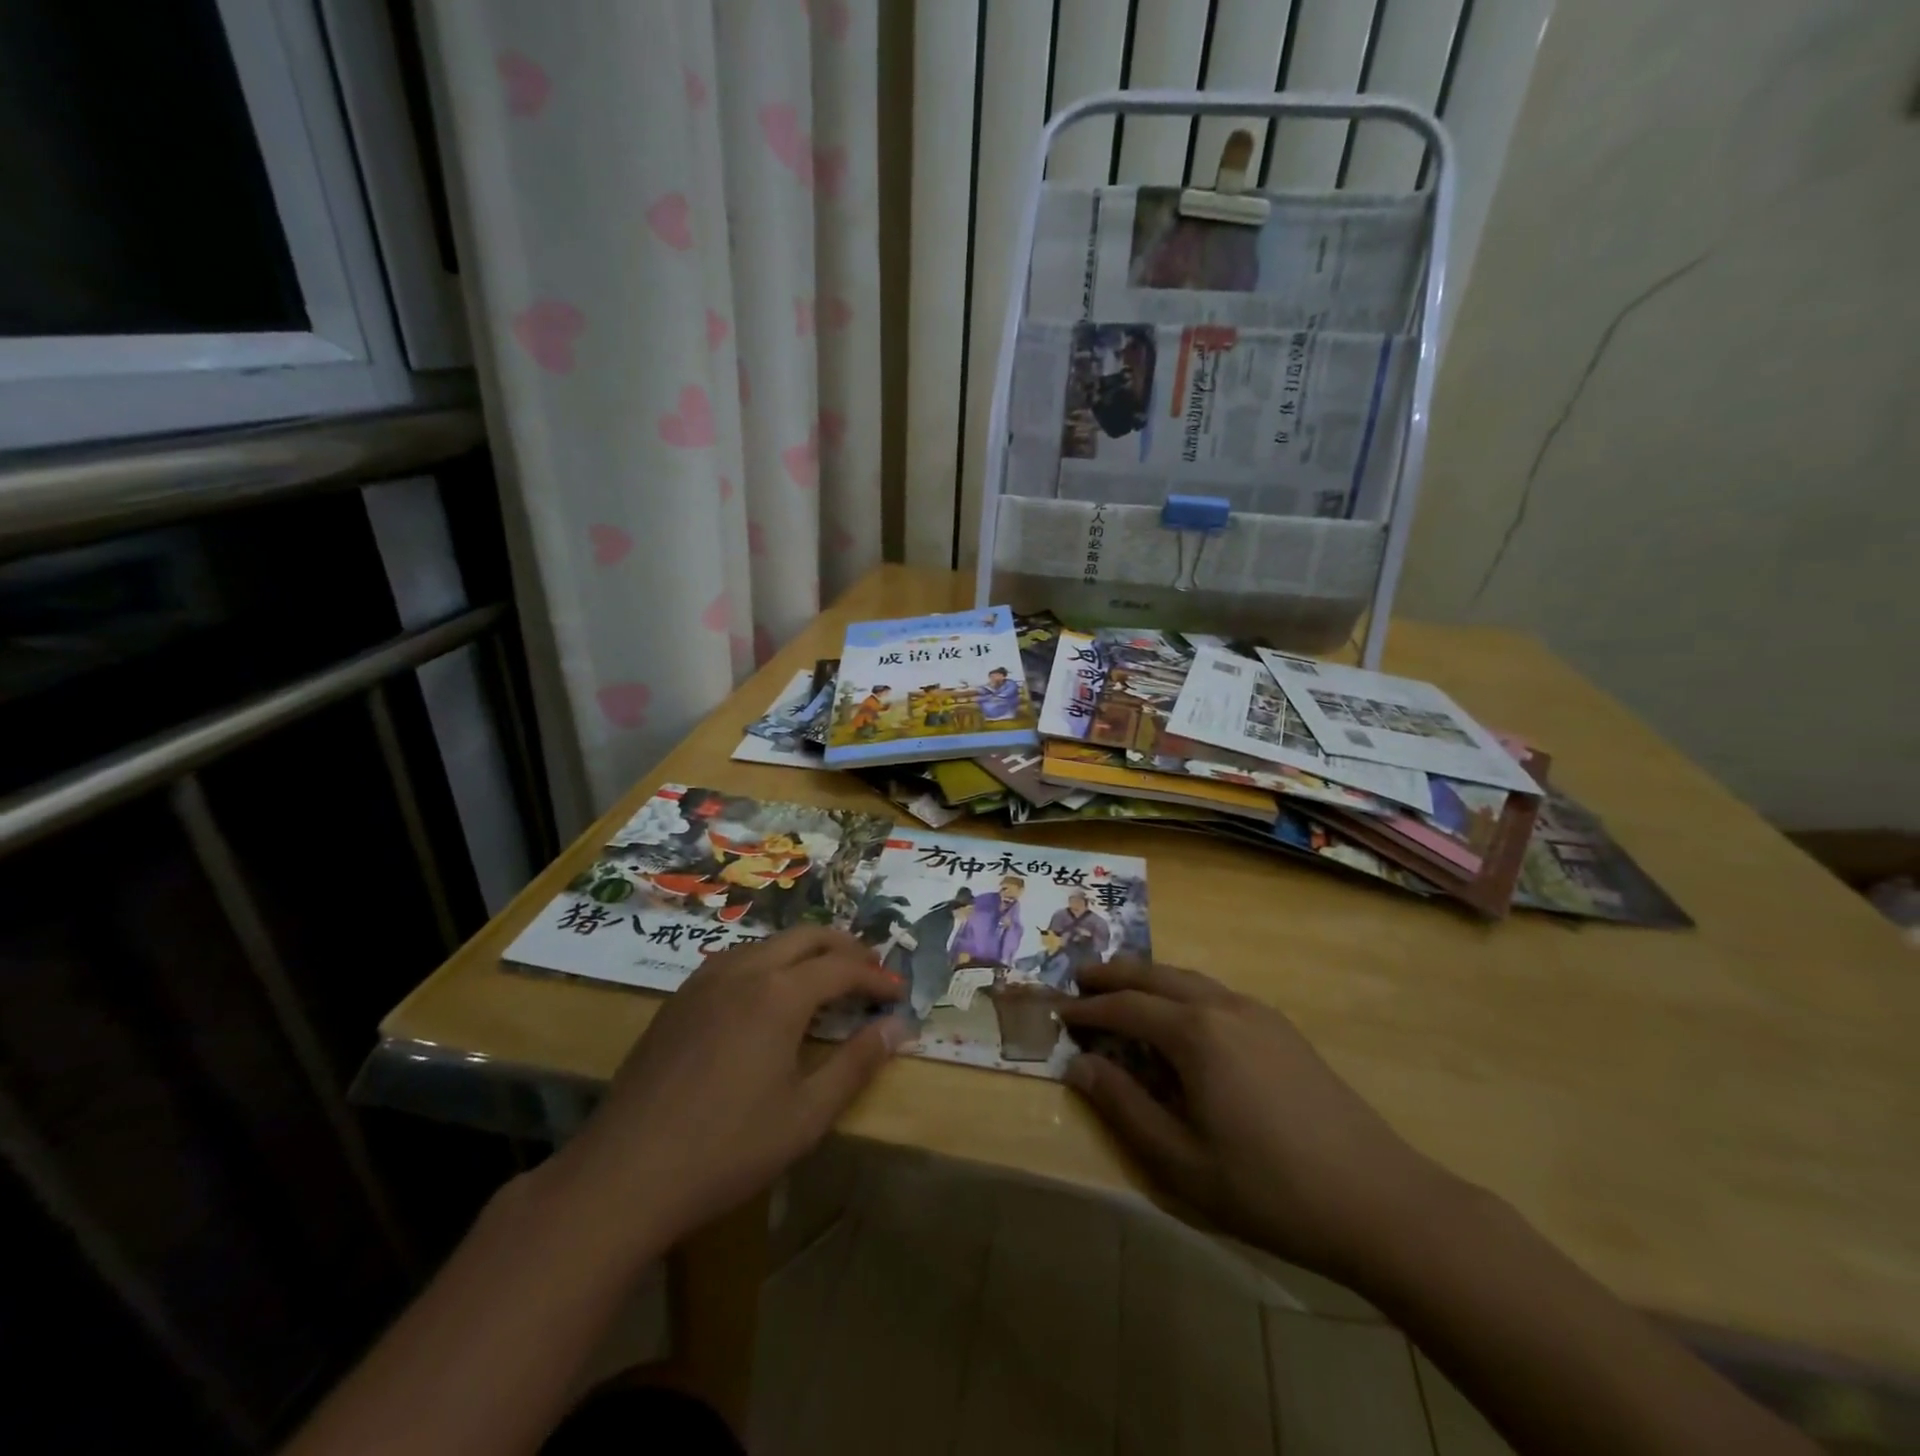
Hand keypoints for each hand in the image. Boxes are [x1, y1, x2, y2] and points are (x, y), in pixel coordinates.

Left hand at [546, 927, 909, 1254]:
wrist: (624, 1174)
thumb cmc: (727, 1148)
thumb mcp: (806, 1115)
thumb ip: (856, 1064)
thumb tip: (898, 1027)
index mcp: (779, 993)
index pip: (842, 967)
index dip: (876, 977)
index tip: (899, 993)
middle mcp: (744, 970)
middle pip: (807, 936)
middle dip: (845, 947)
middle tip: (871, 972)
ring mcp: (705, 979)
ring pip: (769, 942)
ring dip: (806, 951)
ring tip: (826, 978)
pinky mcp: (679, 998)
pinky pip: (737, 959)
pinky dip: (769, 962)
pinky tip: (768, 994)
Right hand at [1060, 959, 1452, 1280]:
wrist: (1378, 1200)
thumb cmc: (1269, 1187)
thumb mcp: (1182, 1161)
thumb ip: (1124, 1107)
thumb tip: (1078, 1066)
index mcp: (1195, 1033)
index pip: (1125, 1007)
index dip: (1089, 1009)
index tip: (1059, 1012)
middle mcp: (1223, 1006)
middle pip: (1155, 976)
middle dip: (1114, 975)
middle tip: (1081, 979)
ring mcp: (1257, 1013)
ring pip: (1189, 978)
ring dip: (1149, 978)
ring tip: (1122, 987)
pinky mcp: (1282, 1028)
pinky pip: (1216, 992)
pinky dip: (1183, 991)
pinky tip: (1181, 1015)